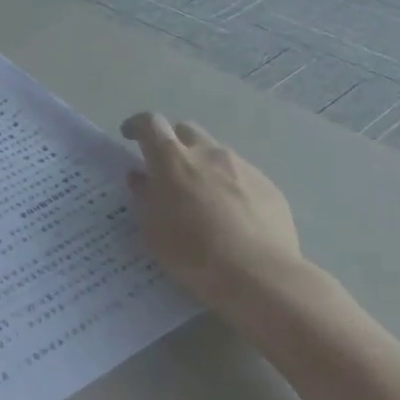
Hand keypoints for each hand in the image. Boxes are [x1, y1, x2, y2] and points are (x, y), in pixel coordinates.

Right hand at [121, 113, 305, 314]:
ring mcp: (242, 167)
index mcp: (172, 160)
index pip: (150, 124)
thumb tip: (141, 177)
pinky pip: (242, 176)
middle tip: (168, 170)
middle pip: (186, 131)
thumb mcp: (152, 230)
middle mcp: (208, 153)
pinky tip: (232, 216)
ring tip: (203, 199)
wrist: (258, 275)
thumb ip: (144, 197)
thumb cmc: (192, 252)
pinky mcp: (268, 186)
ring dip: (203, 166)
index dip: (138, 125)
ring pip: (216, 153)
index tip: (131, 135)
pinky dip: (230, 186)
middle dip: (173, 143)